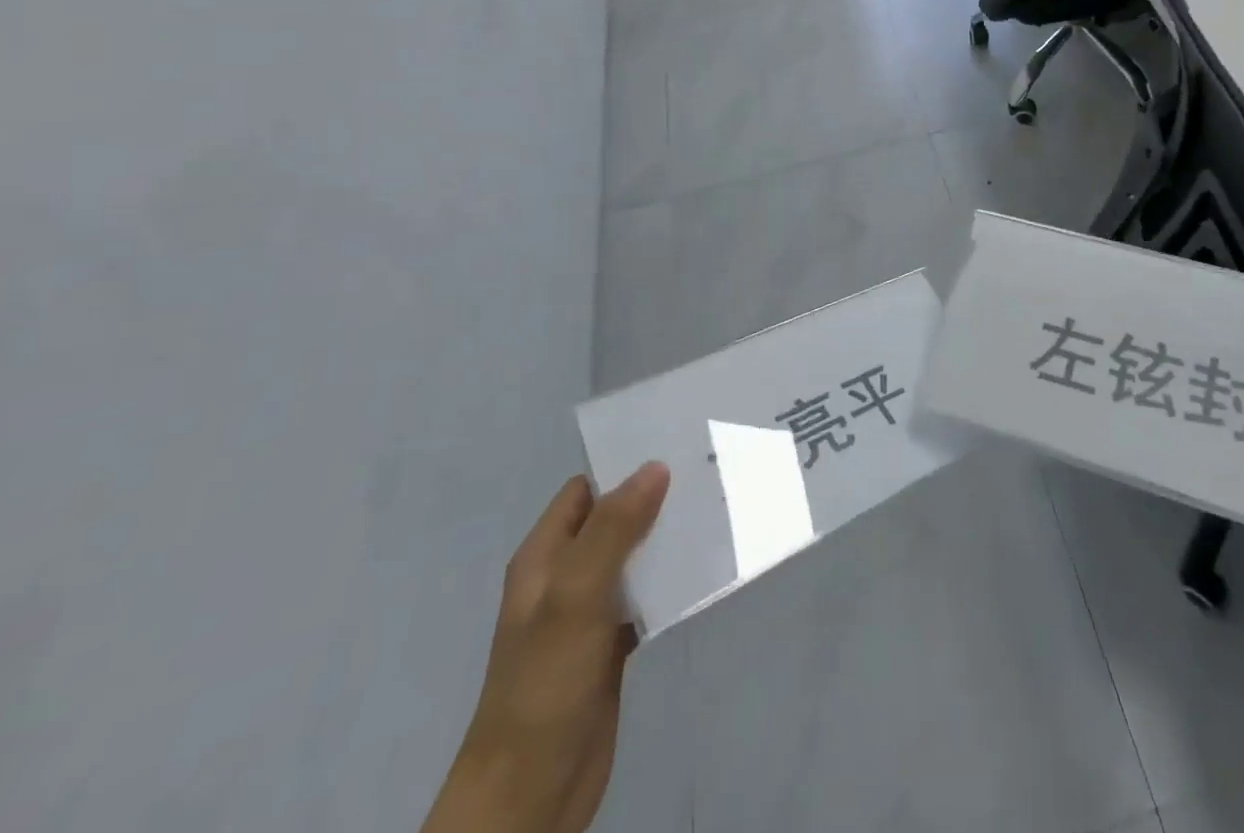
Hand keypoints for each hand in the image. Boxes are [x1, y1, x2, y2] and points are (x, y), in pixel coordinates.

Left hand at [422, 465, 670, 832]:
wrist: (530, 795)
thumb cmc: (544, 684)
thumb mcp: (575, 596)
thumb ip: (613, 529)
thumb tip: (655, 467)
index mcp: (544, 557)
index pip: (585, 490)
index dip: (624, 467)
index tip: (674, 448)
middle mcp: (564, 577)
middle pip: (613, 520)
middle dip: (653, 499)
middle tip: (705, 475)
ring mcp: (587, 614)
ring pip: (632, 558)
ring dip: (665, 540)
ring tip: (713, 512)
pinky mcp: (610, 646)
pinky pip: (644, 598)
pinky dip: (668, 583)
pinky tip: (702, 572)